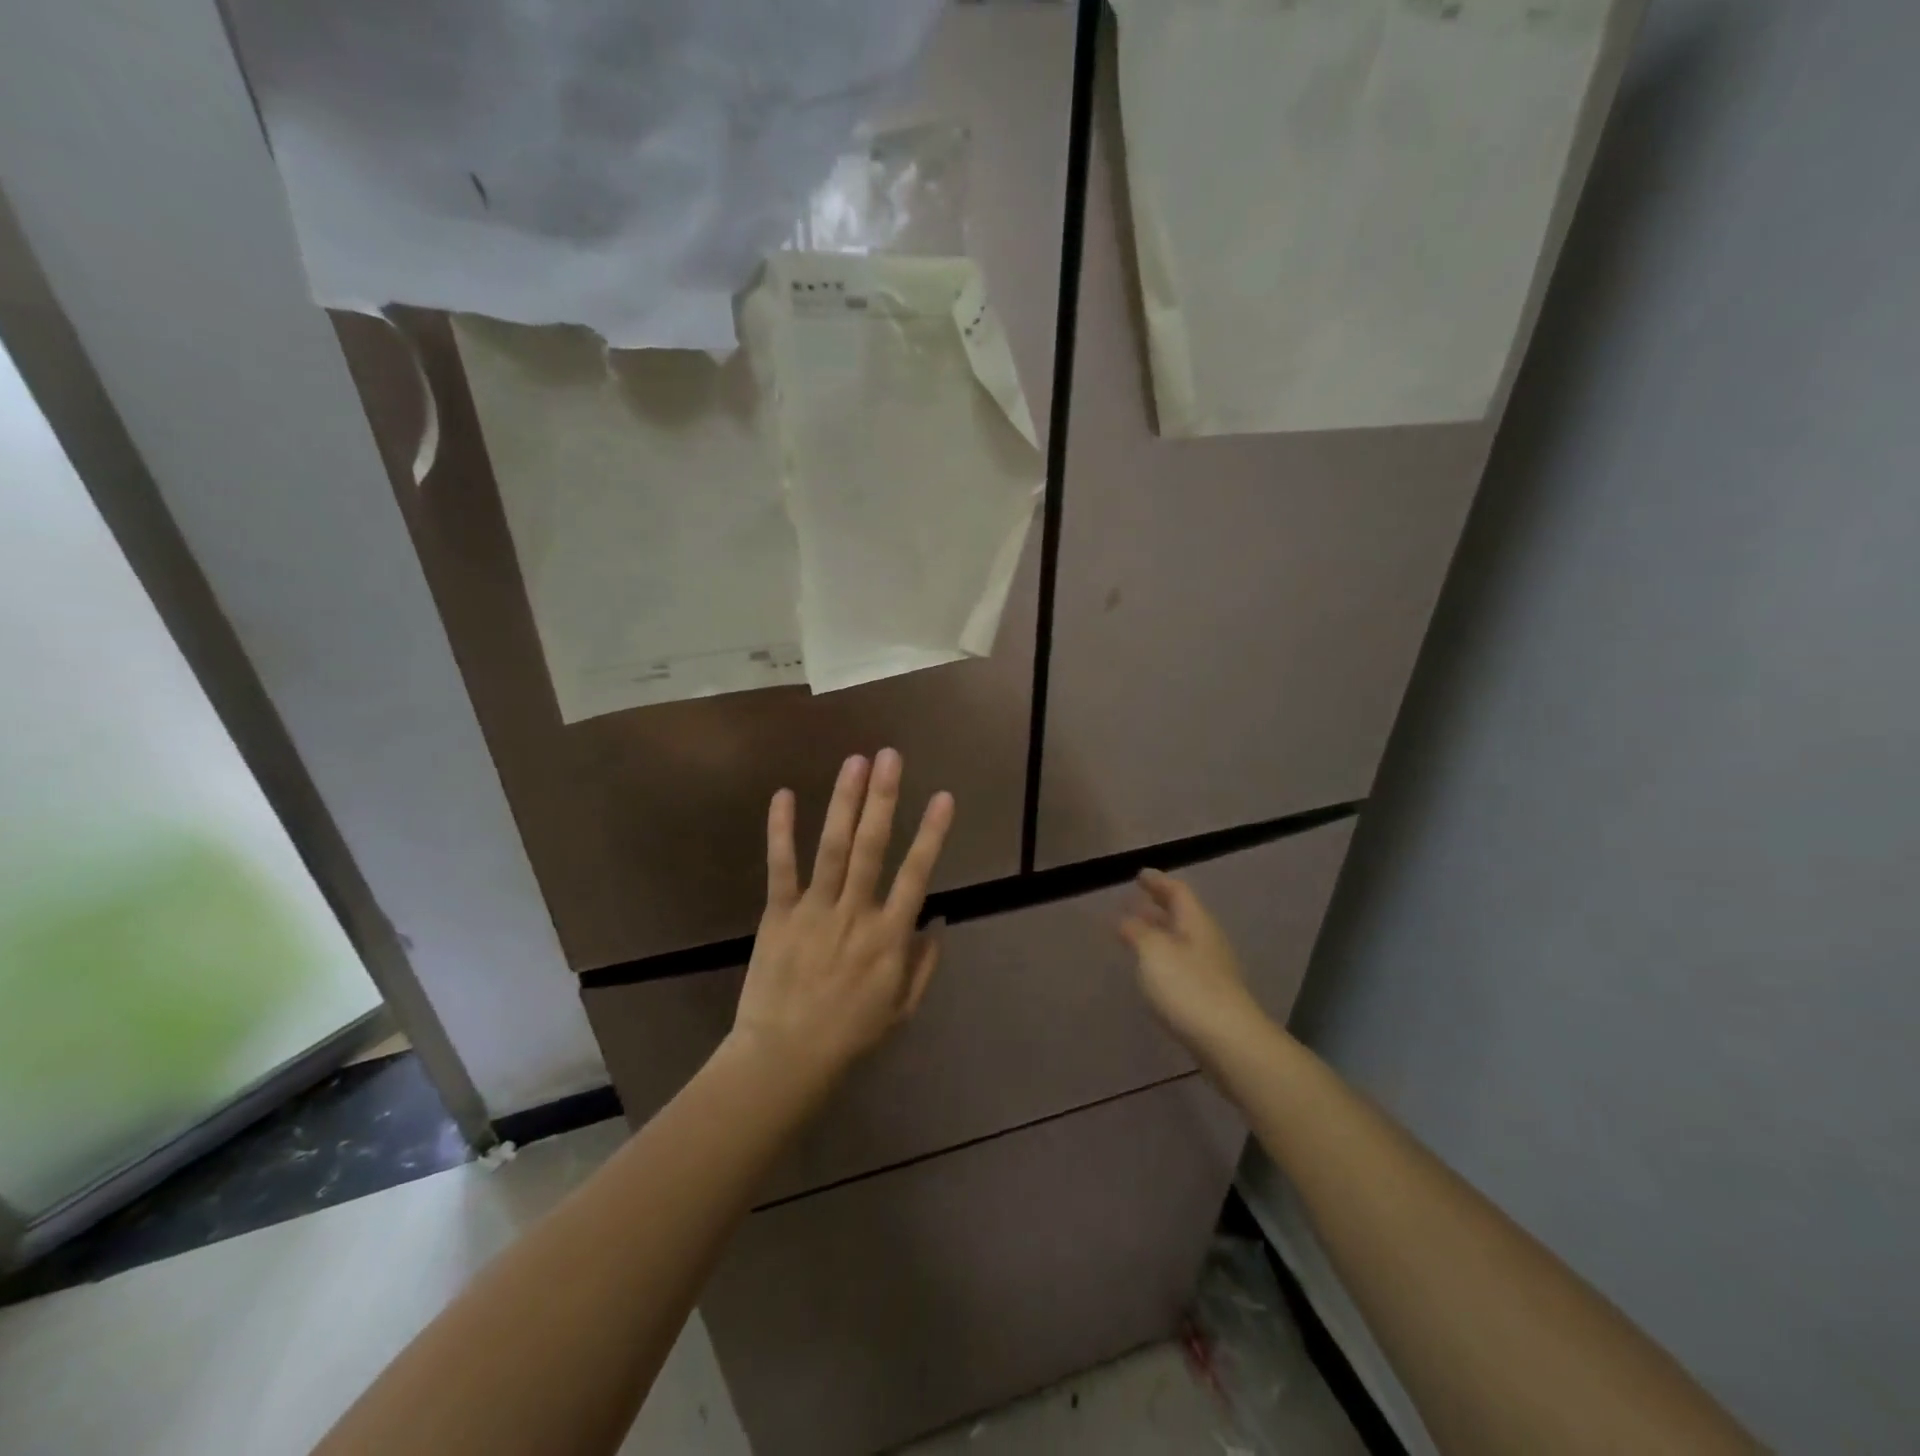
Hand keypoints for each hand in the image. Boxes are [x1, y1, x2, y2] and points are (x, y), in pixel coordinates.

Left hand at [731, 749, 954, 1089]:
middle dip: (884, 798)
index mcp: (888, 937)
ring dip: (845, 803)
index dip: (932, 834)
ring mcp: (814, 911)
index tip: (944, 796)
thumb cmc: (851, 1035)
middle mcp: (855, 914)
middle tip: (891, 756)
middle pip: (873, 847)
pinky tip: (785, 795)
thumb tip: (938, 917)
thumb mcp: (903, 1008)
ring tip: (854, 762)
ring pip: (833, 848)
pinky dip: (782, 831)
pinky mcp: (778, 915)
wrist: (786, 1058)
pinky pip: (781, 867)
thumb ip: (924, 962)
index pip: (916, 874)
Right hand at [1120, 870, 1268, 1057]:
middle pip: (1181, 915)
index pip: (1177, 891)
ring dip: (1158, 932)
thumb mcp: (1153, 952)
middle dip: (1157, 906)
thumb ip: (1137, 931)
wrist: (1229, 1042)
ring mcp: (1211, 969)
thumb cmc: (1188, 987)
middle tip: (1134, 901)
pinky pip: (1182, 963)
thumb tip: (1126, 919)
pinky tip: (1151, 969)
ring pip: (1181, 940)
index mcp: (1196, 922)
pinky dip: (1163, 957)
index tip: (1139, 875)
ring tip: (1135, 933)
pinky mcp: (1209, 995)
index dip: (1157, 881)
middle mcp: (1206, 940)